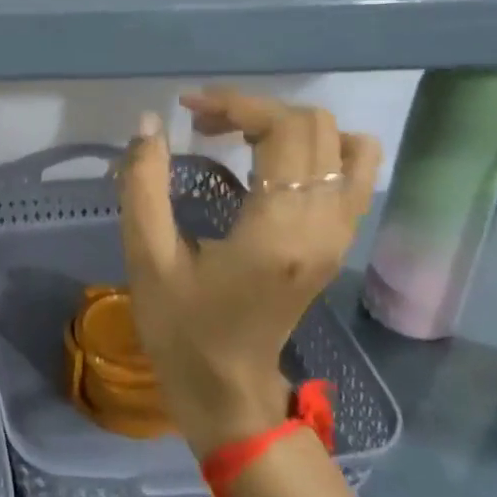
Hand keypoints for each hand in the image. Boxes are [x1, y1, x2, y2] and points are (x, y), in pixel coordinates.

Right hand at [117, 91, 379, 456]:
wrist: (228, 392)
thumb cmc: (181, 328)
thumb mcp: (147, 257)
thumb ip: (143, 184)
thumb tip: (149, 123)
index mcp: (277, 231)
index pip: (283, 130)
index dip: (235, 104)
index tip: (188, 109)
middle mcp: (323, 225)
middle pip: (313, 126)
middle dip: (254, 110)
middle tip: (202, 126)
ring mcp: (339, 235)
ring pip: (340, 143)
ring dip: (287, 125)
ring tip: (239, 138)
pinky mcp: (338, 242)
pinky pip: (353, 172)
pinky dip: (317, 148)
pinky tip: (274, 162)